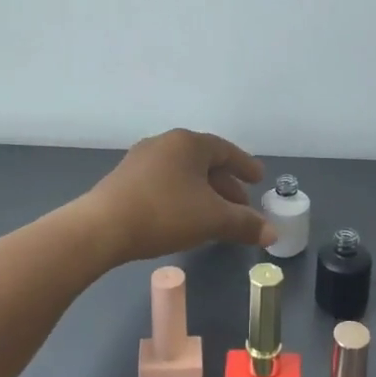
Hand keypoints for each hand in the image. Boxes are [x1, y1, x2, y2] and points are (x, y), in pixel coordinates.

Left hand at [84, 129, 274, 263]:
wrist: (102, 227)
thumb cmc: (165, 213)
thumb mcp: (212, 219)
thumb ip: (245, 224)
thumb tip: (272, 233)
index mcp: (188, 143)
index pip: (225, 150)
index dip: (245, 166)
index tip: (259, 180)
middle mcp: (164, 143)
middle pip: (204, 162)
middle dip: (226, 185)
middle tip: (242, 206)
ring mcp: (141, 160)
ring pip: (183, 174)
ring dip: (204, 193)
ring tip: (216, 217)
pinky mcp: (124, 180)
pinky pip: (164, 183)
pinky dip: (182, 197)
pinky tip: (185, 219)